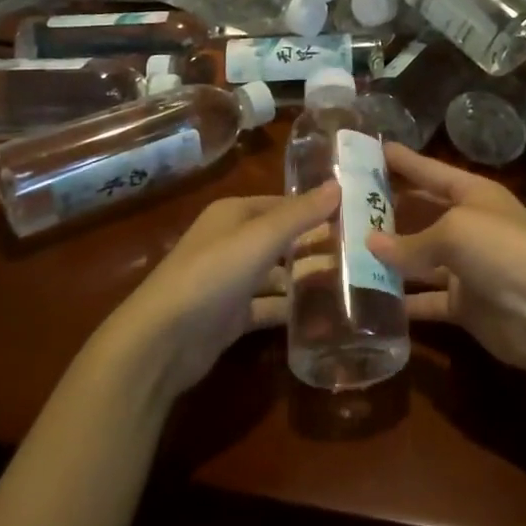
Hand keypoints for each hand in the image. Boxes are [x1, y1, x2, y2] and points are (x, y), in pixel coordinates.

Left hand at [97, 183, 338, 399]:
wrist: (162, 341)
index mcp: (234, 214)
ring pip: (278, 274)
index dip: (316, 208)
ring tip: (353, 281)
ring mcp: (231, 281)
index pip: (283, 204)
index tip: (356, 214)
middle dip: (316, 243)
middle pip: (282, 238)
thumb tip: (338, 184)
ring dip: (307, 277)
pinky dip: (292, 309)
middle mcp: (232, 242)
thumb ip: (300, 214)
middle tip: (362, 250)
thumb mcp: (260, 238)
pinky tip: (324, 315)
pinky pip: (270, 306)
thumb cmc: (212, 274)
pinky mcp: (232, 316)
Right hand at [368, 144, 525, 385]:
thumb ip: (410, 241)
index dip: (402, 161)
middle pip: (421, 212)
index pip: (430, 171)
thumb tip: (370, 244)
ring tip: (346, 250)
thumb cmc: (502, 251)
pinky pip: (426, 298)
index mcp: (472, 194)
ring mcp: (466, 265)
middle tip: (345, 206)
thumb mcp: (453, 233)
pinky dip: (403, 299)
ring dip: (389, 256)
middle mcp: (469, 225)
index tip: (370, 151)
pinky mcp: (463, 302)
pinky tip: (370, 298)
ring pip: (419, 257)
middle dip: (388, 210)